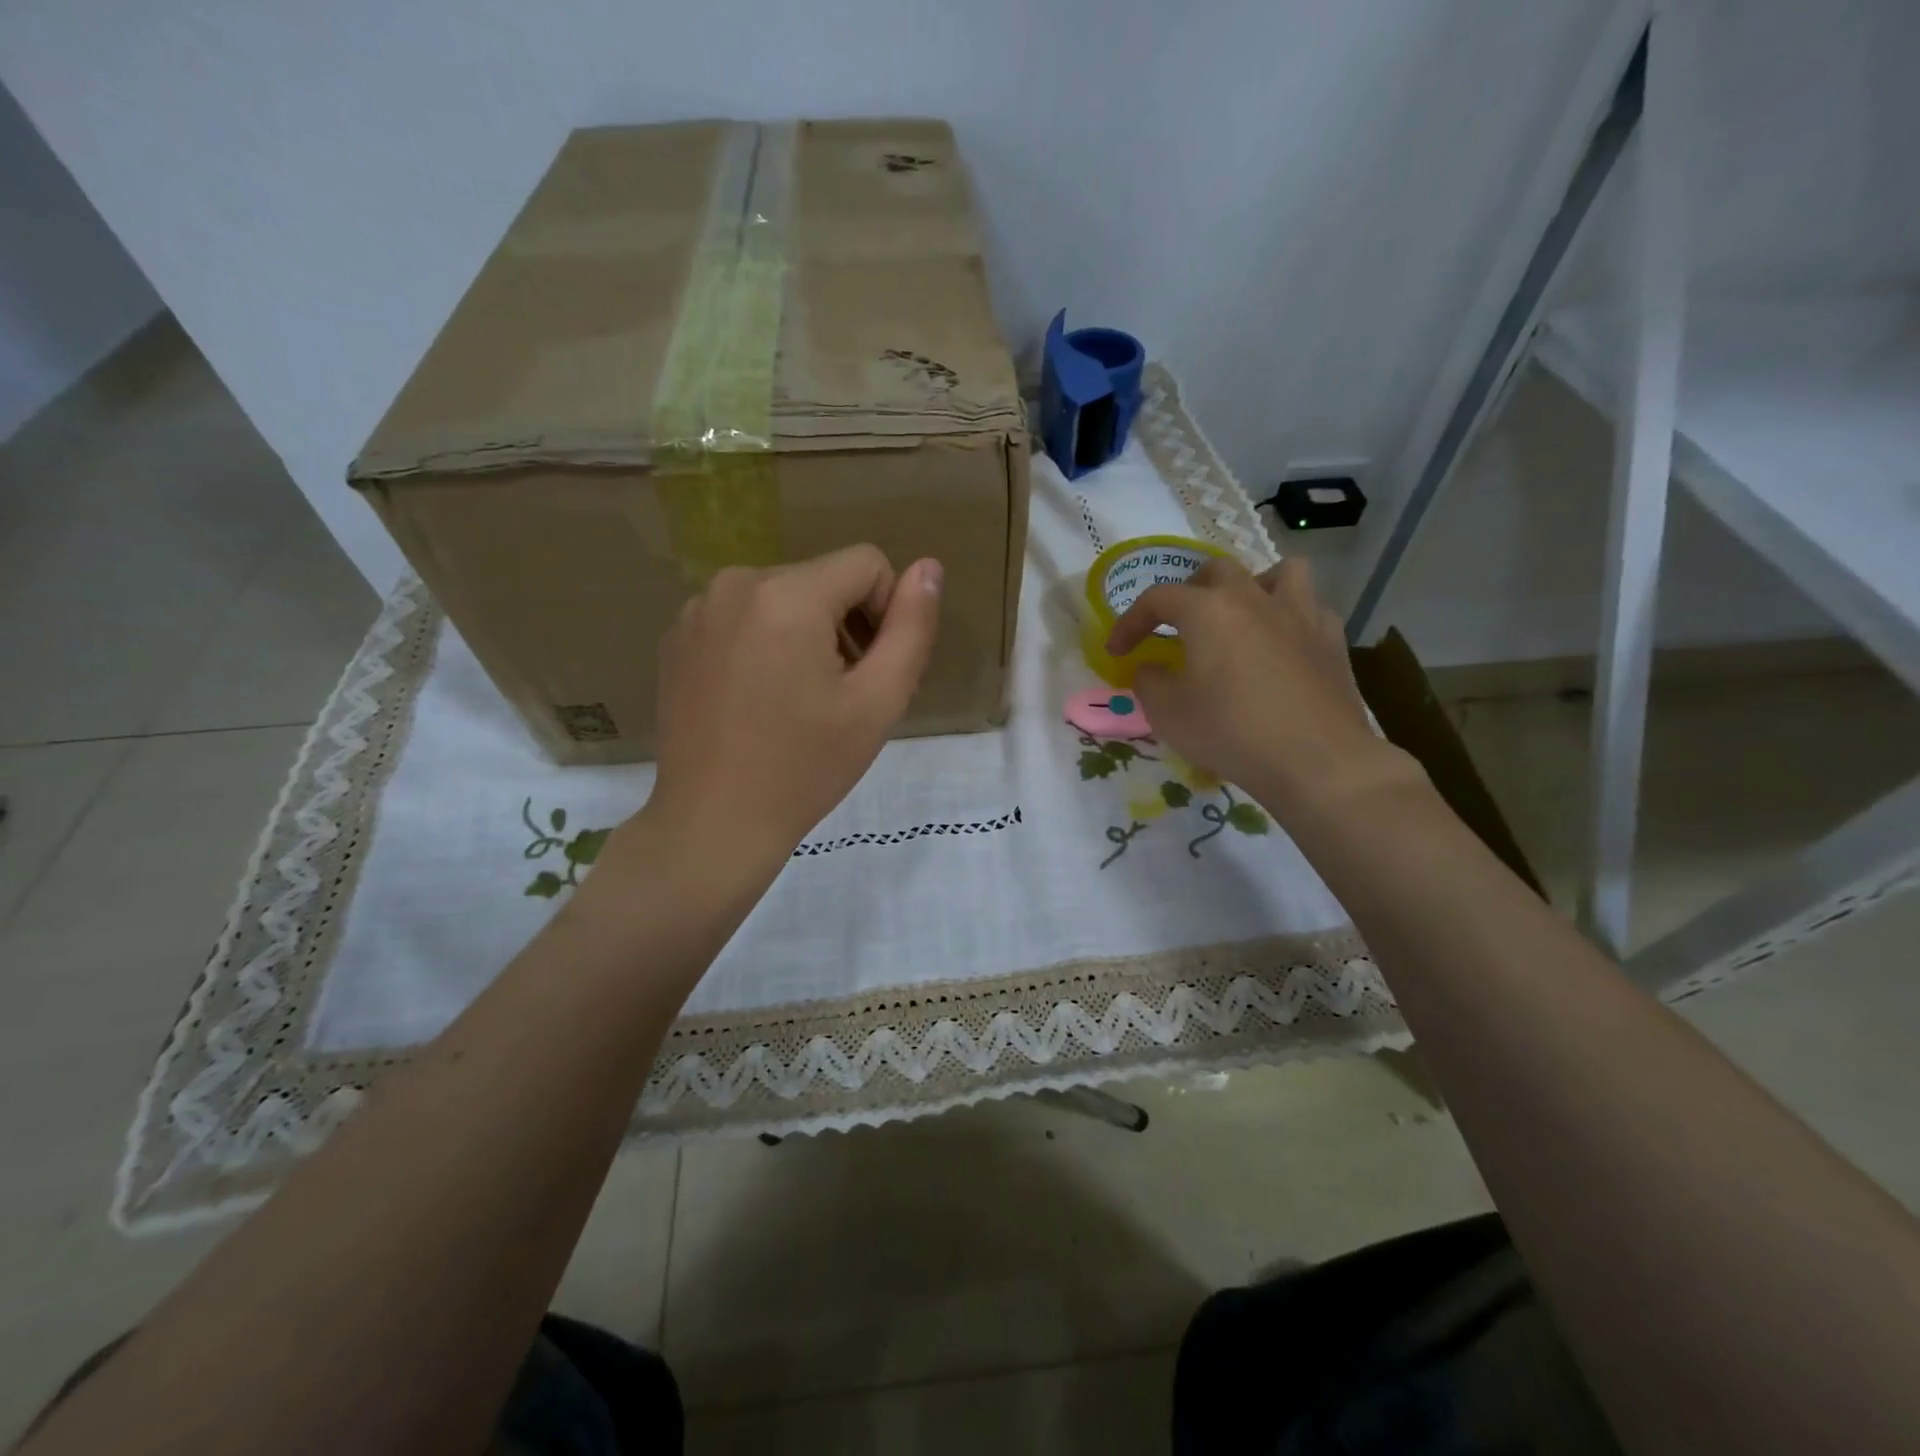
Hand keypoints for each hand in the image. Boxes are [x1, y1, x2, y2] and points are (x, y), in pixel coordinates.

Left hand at [638, 545, 942, 871]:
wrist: (714, 823)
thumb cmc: (804, 768)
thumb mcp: (878, 701)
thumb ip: (912, 628)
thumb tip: (929, 568)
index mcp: (788, 595)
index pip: (867, 564)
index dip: (887, 612)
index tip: (873, 671)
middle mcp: (736, 583)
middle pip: (823, 580)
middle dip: (845, 625)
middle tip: (843, 695)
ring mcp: (698, 609)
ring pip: (784, 597)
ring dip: (807, 634)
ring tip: (802, 700)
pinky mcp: (677, 636)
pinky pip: (744, 616)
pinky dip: (765, 643)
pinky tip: (760, 699)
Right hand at [1104, 557, 1422, 821]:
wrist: (1315, 760)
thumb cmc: (1230, 731)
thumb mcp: (1167, 713)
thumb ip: (1149, 682)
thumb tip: (1152, 669)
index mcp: (1208, 610)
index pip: (1157, 598)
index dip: (1130, 622)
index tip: (1116, 651)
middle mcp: (1254, 598)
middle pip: (1216, 572)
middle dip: (1189, 593)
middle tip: (1178, 627)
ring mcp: (1300, 614)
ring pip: (1278, 573)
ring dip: (1253, 587)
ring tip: (1242, 618)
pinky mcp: (1332, 640)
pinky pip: (1310, 609)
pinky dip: (1290, 619)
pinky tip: (1283, 646)